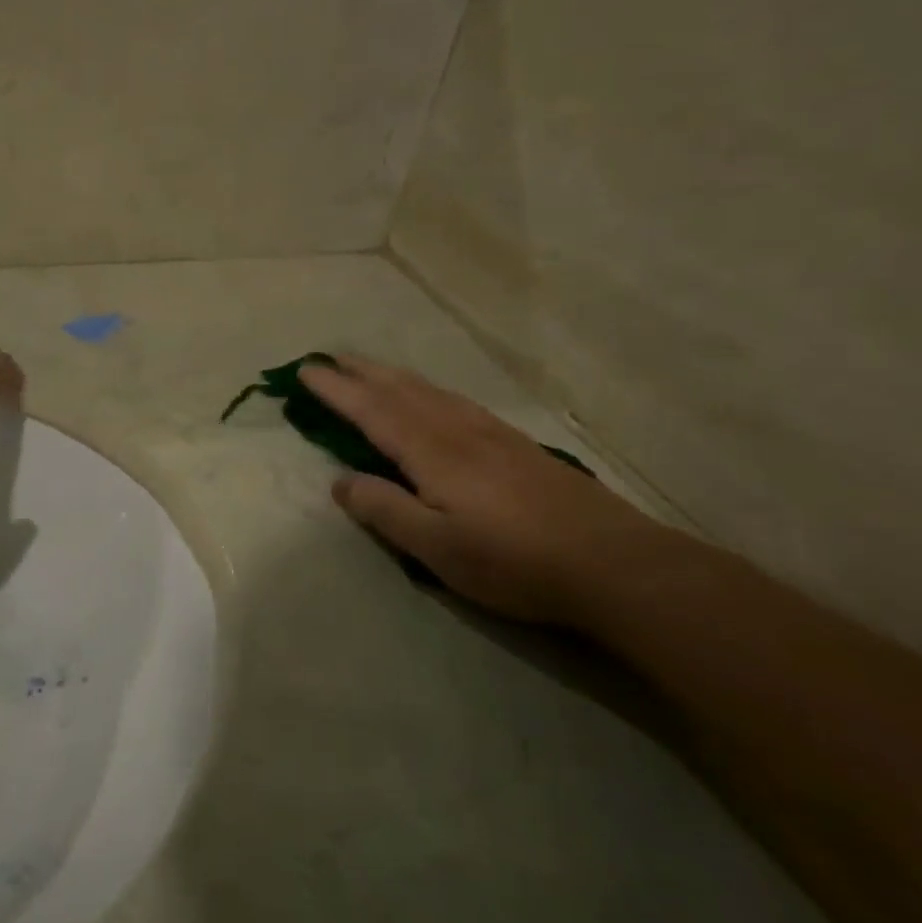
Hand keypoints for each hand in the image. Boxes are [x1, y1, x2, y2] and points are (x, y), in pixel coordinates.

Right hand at [300, 356, 673, 628]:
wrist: (616, 564)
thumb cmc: (514, 561)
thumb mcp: (436, 547)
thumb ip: (384, 510)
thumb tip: (340, 480)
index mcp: (431, 452)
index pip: (371, 411)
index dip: (336, 390)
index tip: (305, 371)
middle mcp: (458, 431)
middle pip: (401, 389)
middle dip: (362, 372)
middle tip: (331, 357)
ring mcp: (492, 434)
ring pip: (431, 391)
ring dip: (393, 375)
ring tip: (371, 370)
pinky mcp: (517, 446)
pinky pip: (456, 401)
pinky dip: (428, 389)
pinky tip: (434, 398)